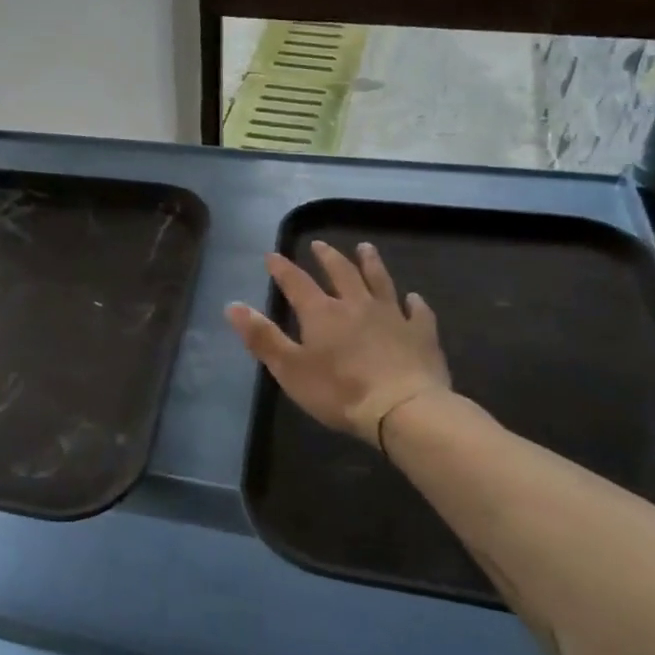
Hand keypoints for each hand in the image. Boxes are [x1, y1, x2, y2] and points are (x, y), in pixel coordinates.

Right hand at [226, 240, 450, 447]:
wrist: (404, 409)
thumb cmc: (339, 392)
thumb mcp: (290, 368)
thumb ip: (262, 337)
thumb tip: (233, 305)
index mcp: (322, 313)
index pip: (297, 283)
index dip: (282, 269)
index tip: (272, 255)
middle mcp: (357, 305)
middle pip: (341, 273)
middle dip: (327, 258)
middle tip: (319, 245)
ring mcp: (393, 317)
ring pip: (380, 281)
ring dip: (371, 264)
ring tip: (365, 248)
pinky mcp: (421, 334)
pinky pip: (418, 312)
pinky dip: (414, 303)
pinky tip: (414, 299)